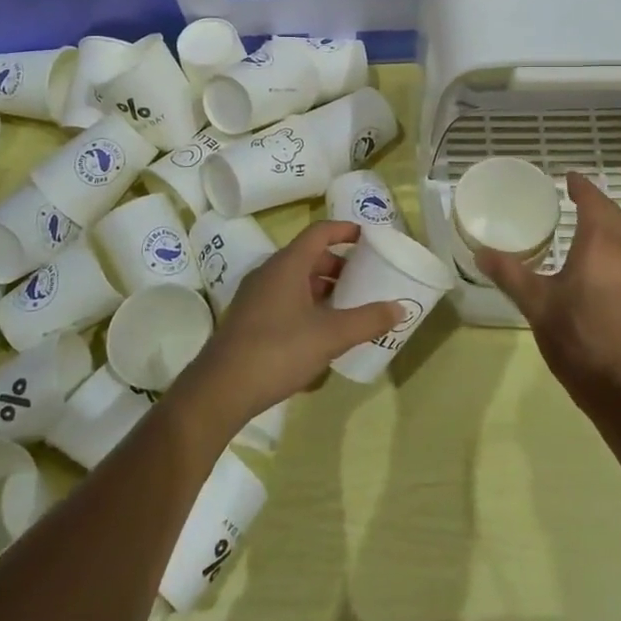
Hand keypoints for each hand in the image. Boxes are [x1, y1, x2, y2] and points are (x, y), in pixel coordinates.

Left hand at [177, 220, 404, 432]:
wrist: (220, 390)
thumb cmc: (278, 351)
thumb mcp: (330, 336)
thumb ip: (367, 320)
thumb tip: (399, 307)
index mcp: (287, 265)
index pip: (319, 232)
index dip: (345, 230)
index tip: (368, 237)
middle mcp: (269, 273)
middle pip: (308, 256)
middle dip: (338, 264)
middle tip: (364, 279)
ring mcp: (255, 296)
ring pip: (295, 280)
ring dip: (322, 287)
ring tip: (347, 306)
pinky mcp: (248, 320)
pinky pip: (284, 299)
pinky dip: (306, 304)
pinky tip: (320, 332)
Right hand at [477, 172, 620, 416]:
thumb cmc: (577, 339)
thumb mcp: (535, 304)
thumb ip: (509, 273)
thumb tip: (480, 252)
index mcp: (602, 246)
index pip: (594, 204)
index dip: (582, 188)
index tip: (569, 177)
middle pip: (617, 216)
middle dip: (599, 203)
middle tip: (578, 197)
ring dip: (614, 222)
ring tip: (593, 223)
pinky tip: (608, 261)